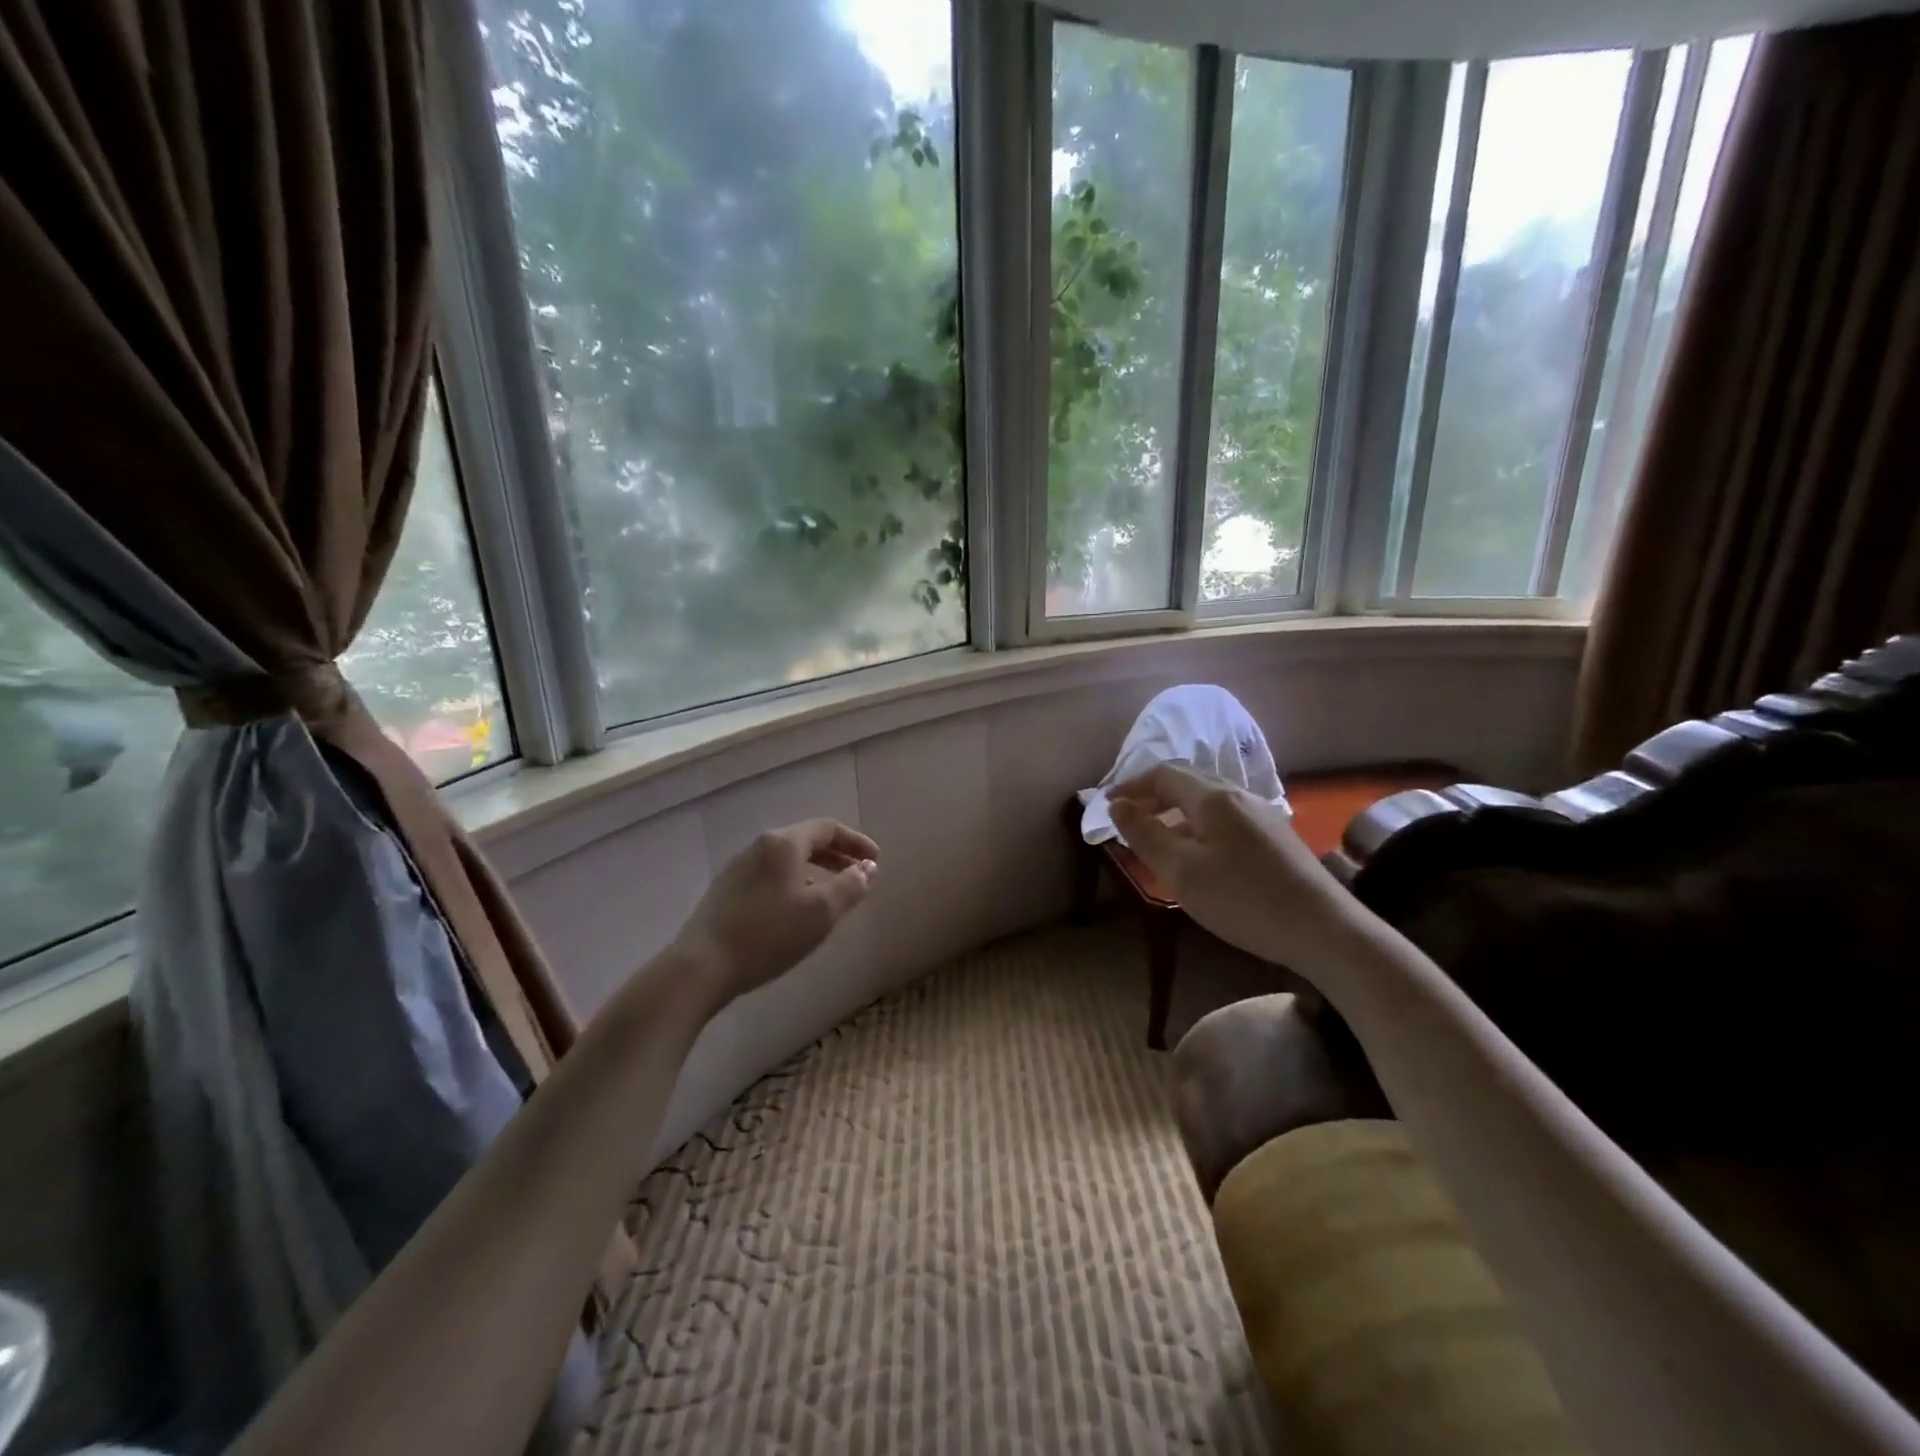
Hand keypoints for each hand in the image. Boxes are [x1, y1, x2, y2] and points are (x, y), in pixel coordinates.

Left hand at [669, 819, 878, 1009]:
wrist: (701, 967)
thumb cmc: (768, 934)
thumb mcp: (821, 912)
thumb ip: (850, 886)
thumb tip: (867, 868)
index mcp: (783, 843)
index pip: (827, 828)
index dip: (856, 842)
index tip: (876, 860)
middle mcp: (759, 846)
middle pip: (806, 840)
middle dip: (837, 855)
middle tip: (859, 875)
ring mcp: (739, 868)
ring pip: (787, 860)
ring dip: (816, 871)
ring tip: (833, 895)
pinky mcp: (726, 892)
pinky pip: (771, 876)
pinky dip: (795, 883)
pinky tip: (798, 911)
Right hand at [1110, 765, 1350, 969]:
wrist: (1325, 930)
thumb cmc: (1243, 900)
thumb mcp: (1181, 871)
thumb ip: (1145, 835)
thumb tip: (1118, 805)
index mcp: (1213, 797)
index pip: (1162, 774)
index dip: (1130, 786)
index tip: (1107, 808)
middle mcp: (1238, 795)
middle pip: (1186, 783)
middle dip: (1152, 798)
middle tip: (1128, 824)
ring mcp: (1262, 815)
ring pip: (1207, 802)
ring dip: (1175, 813)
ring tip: (1158, 842)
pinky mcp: (1276, 837)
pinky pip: (1225, 819)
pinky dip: (1198, 827)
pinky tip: (1200, 857)